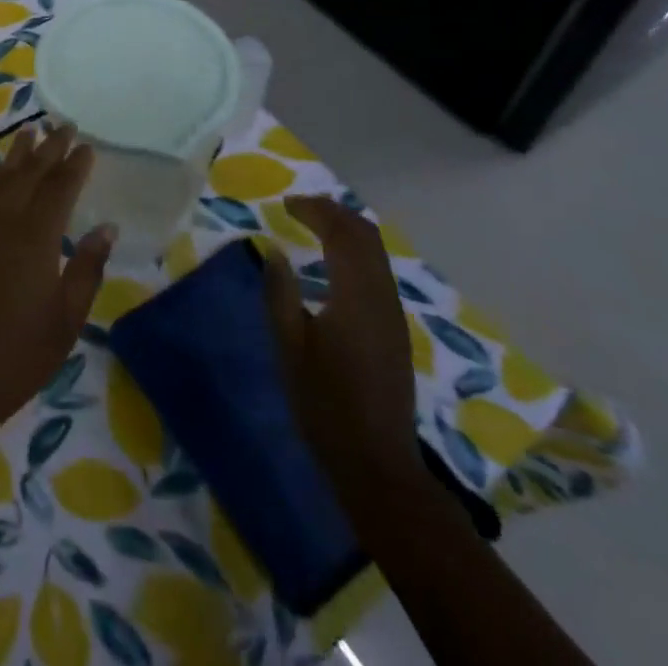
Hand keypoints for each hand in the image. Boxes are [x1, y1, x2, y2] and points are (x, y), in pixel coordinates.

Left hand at [0, 124, 113, 433]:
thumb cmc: (19, 352)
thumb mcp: (67, 318)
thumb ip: (87, 267)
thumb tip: (106, 227)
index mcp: (36, 235)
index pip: (60, 186)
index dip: (75, 164)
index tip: (87, 145)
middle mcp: (5, 219)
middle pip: (30, 172)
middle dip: (50, 147)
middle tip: (65, 126)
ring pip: (2, 175)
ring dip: (19, 152)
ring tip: (32, 132)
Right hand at [263, 194, 422, 493]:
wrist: (376, 463)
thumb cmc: (324, 404)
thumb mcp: (289, 347)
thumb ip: (279, 292)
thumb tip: (273, 249)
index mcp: (356, 296)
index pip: (343, 233)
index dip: (316, 210)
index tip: (285, 205)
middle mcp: (382, 297)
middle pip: (366, 236)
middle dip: (334, 213)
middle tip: (299, 209)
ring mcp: (393, 315)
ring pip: (376, 253)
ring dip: (346, 231)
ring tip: (311, 228)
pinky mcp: (394, 330)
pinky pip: (377, 272)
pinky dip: (354, 253)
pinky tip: (330, 265)